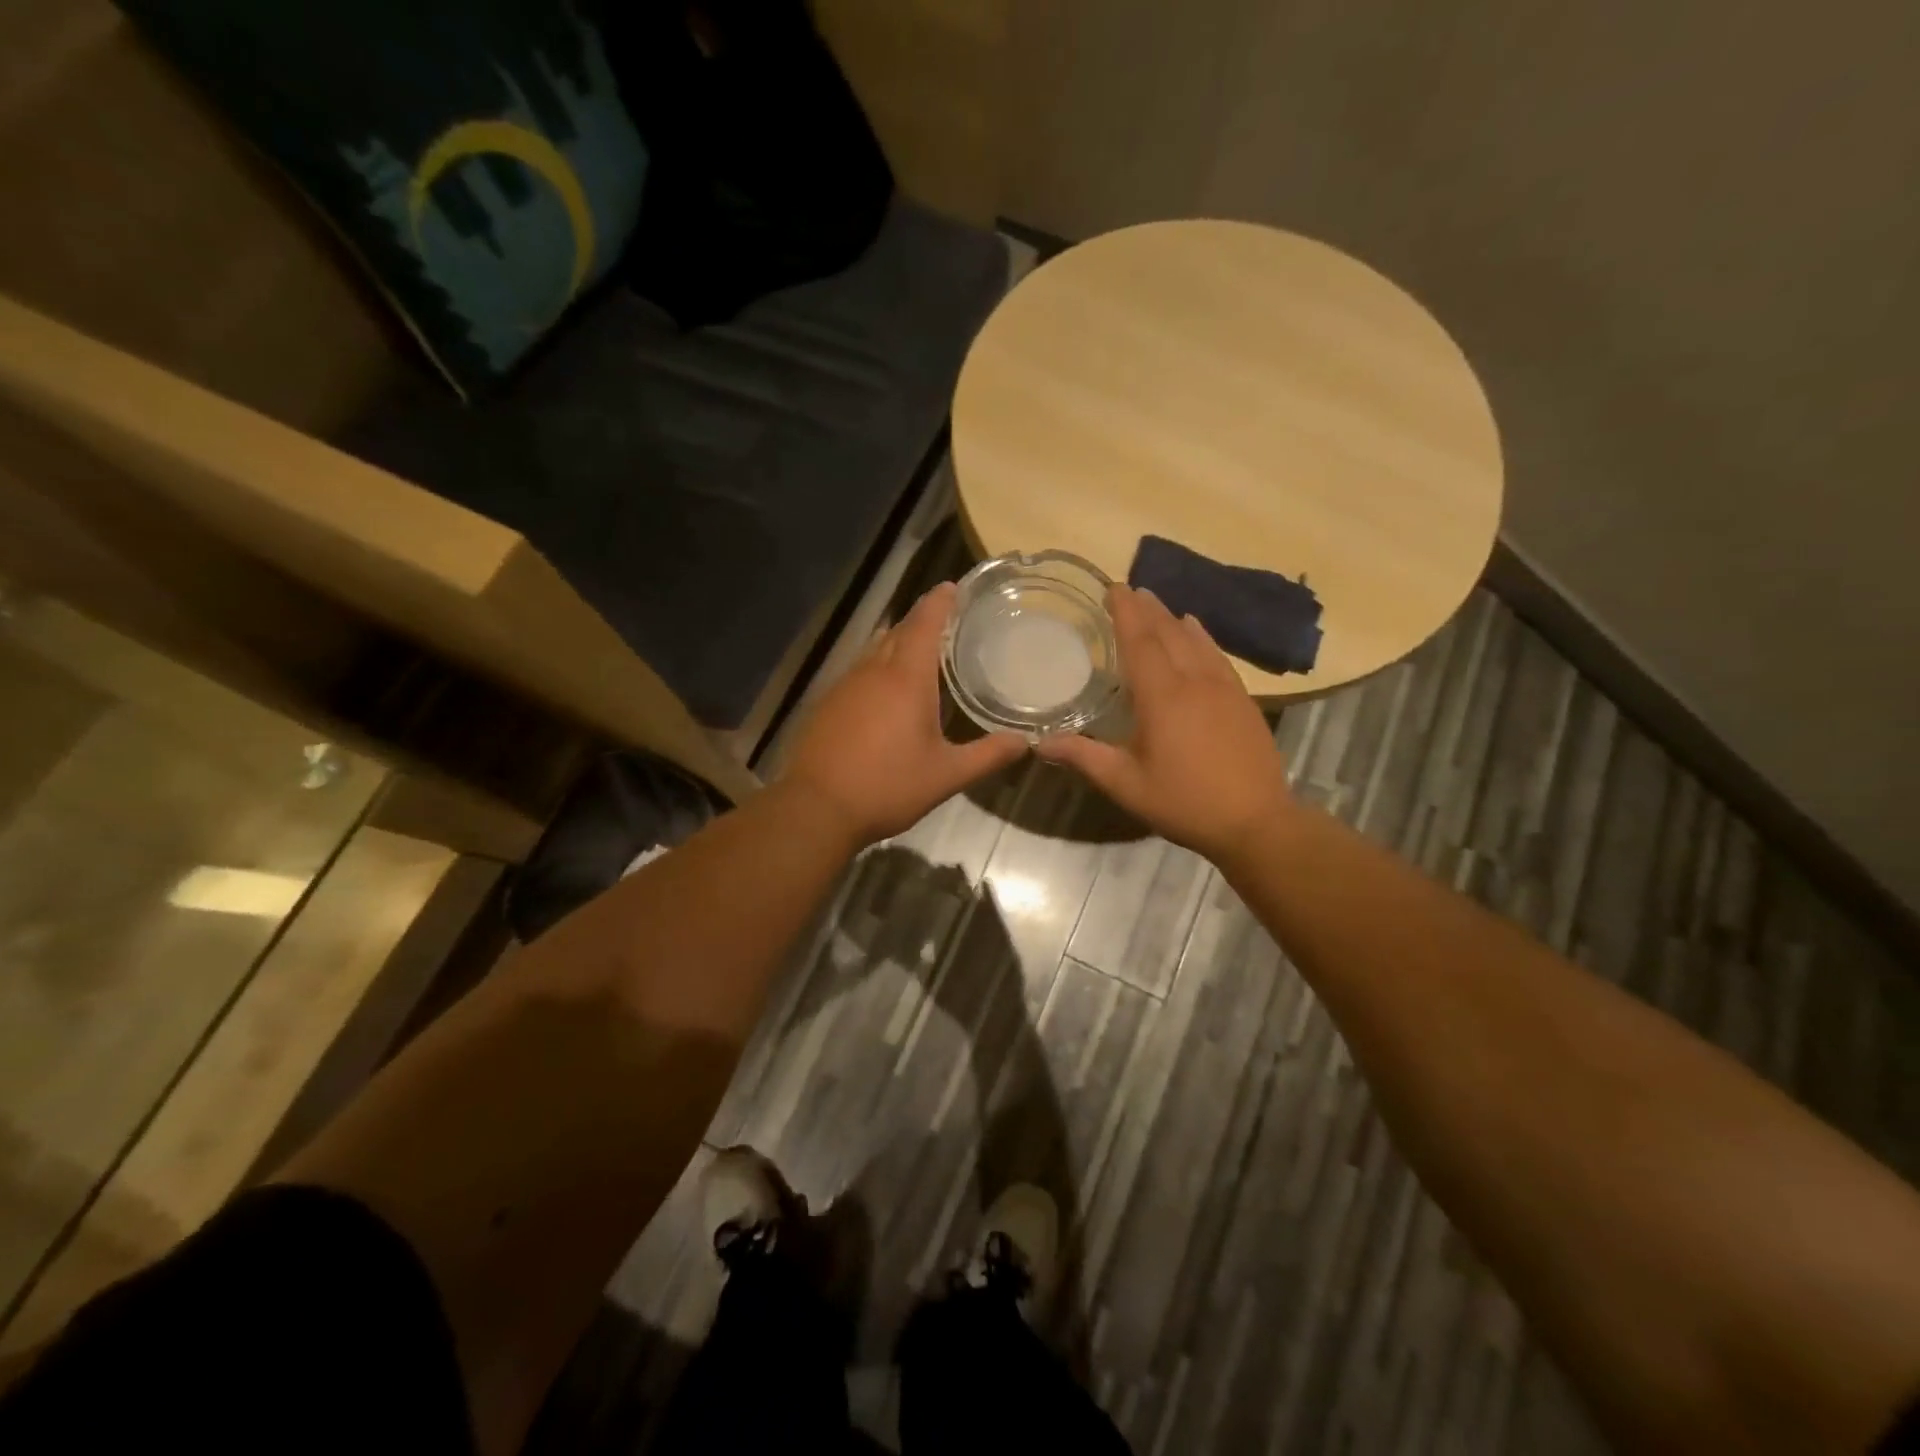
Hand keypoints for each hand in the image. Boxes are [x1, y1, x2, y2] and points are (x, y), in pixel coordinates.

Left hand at [783, 583, 1027, 846]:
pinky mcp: (828, 703)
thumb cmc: (888, 786)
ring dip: (899, 643)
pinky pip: (859, 671)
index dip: (940, 601)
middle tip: (948, 622)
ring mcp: (845, 685)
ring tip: (922, 653)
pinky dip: (879, 667)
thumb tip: (1024, 742)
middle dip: (922, 621)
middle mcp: (873, 670)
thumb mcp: (947, 775)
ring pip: (876, 650)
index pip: (925, 623)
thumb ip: (988, 755)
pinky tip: (887, 691)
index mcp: (906, 678)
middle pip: (899, 630)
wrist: (817, 807)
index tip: (954, 587)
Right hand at [1037, 585, 1293, 864]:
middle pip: (1168, 633)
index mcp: (1162, 696)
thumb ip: (1084, 757)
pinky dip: (1202, 636)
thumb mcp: (1126, 784)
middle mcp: (1194, 681)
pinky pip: (1217, 654)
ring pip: (1195, 640)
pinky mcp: (1242, 699)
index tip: (1113, 588)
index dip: (1125, 612)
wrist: (1256, 821)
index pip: (1140, 641)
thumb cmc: (1185, 802)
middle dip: (1147, 609)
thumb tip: (1040, 742)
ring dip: (1172, 618)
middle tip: (1129, 589)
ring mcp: (1223, 687)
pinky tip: (1196, 630)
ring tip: (1156, 603)